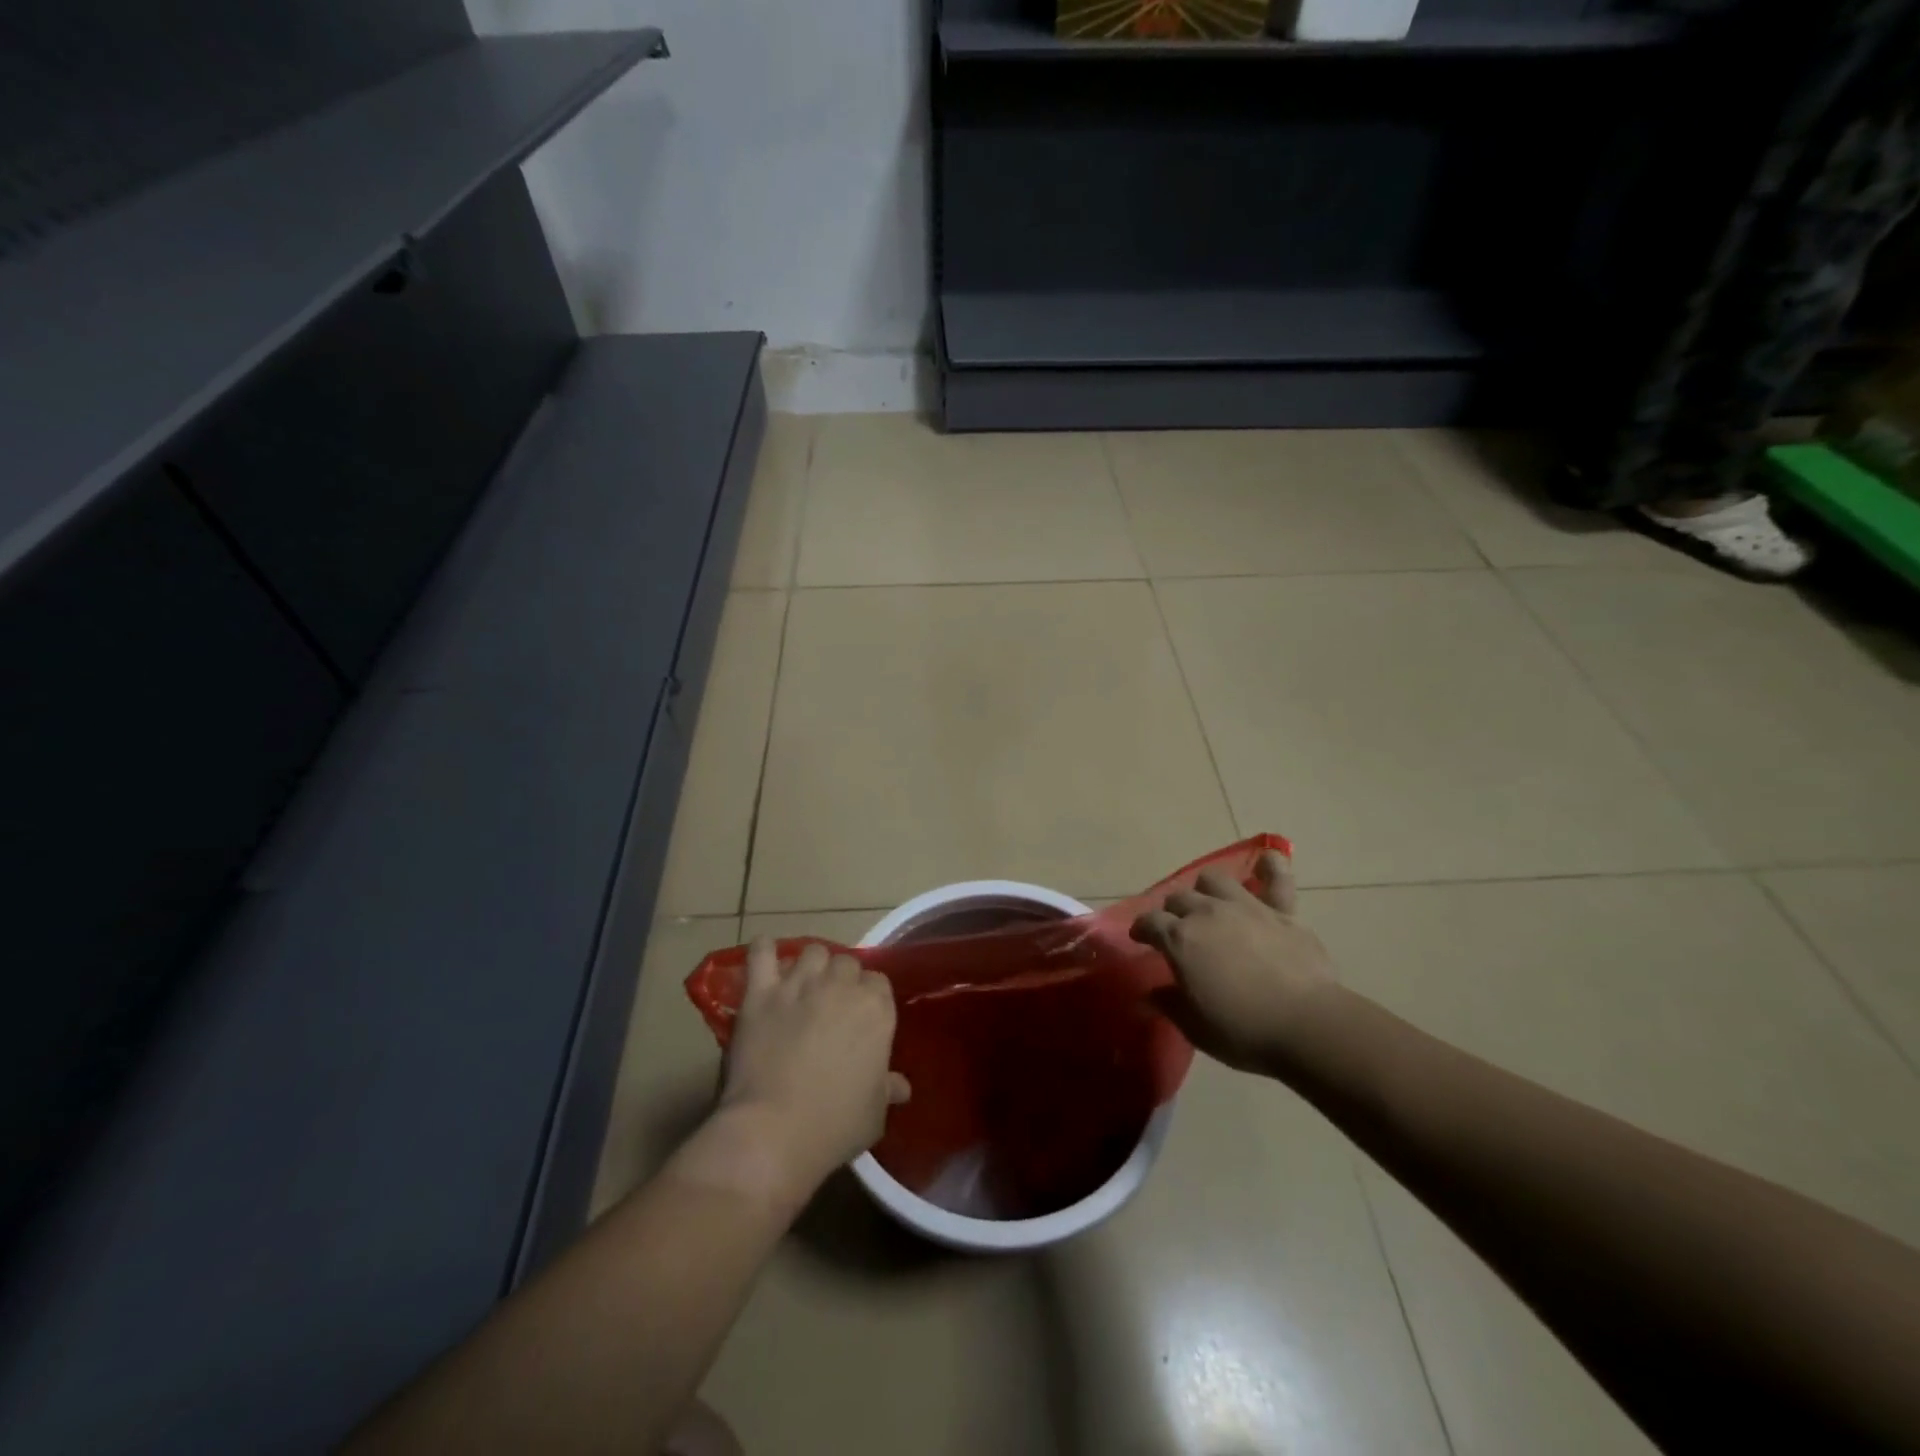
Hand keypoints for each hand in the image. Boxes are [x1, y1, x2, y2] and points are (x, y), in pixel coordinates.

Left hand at [706, 940, 908, 1208]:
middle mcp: (841, 986)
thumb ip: (887, 1089)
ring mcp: (799, 984)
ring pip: (811, 951)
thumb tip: (901, 1087)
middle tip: (829, 1006)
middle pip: (846, 962)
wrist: (774, 1132)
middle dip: (840, 980)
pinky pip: (761, 953)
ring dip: (810, 966)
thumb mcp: (875, 1113)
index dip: (868, 997)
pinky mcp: (761, 992)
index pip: (878, 982)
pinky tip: (765, 958)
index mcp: (876, 1009)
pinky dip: (763, 950)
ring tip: (801, 987)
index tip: (860, 1018)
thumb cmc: (834, 1125)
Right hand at [1132, 849, 1335, 1073]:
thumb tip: (1149, 995)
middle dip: (1172, 911)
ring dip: (1206, 889)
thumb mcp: (1195, 1027)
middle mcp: (1207, 913)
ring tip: (1210, 904)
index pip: (1149, 922)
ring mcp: (1245, 907)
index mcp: (1180, 939)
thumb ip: (1169, 1004)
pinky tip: (1267, 861)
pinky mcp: (1282, 911)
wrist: (1307, 1025)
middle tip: (1177, 930)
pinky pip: (1277, 879)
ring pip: (1214, 879)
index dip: (1142, 929)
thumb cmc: (1243, 1031)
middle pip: (1178, 898)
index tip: (1141, 939)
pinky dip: (1271, 867)